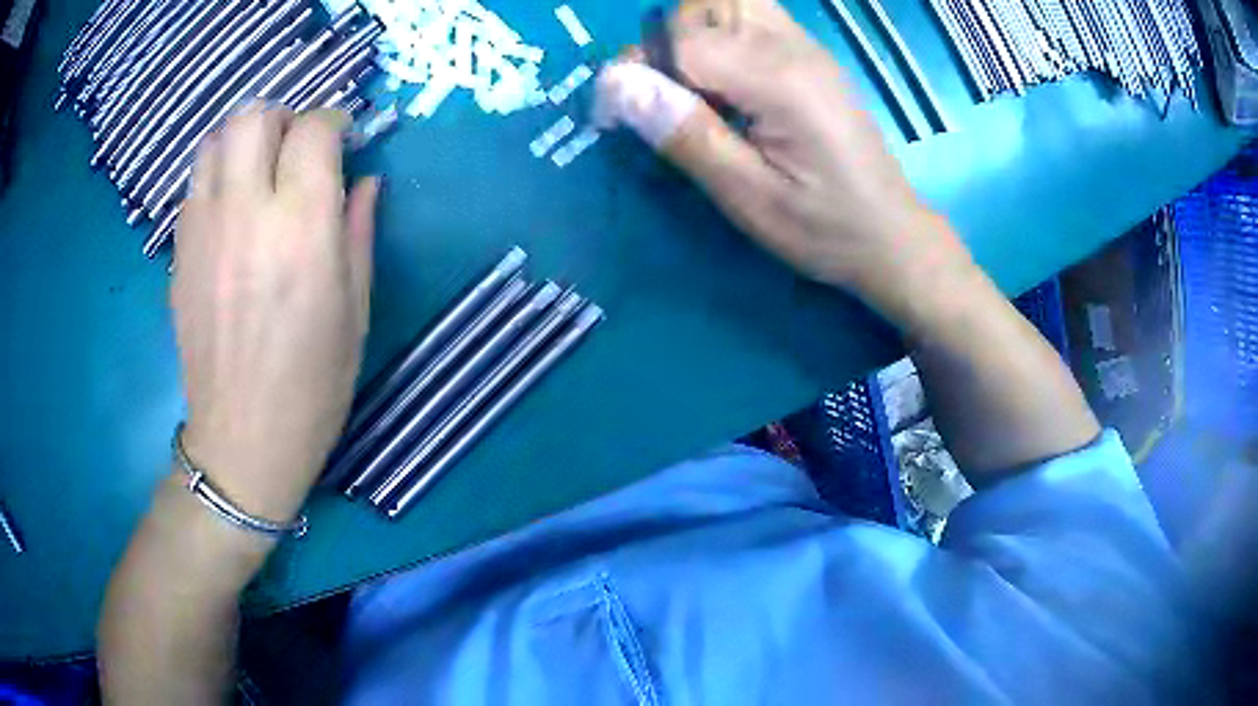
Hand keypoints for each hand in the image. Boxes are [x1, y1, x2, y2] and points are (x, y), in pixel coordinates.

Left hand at [171, 104, 377, 524]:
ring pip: (216, 139)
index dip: (333, 121)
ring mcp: (202, 230)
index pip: (313, 130)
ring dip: (244, 139)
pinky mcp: (178, 253)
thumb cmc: (312, 384)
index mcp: (301, 228)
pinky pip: (195, 184)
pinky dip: (218, 177)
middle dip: (283, 117)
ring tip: (259, 169)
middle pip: (254, 116)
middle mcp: (245, 213)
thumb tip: (365, 179)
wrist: (242, 438)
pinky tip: (231, 212)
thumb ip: (358, 230)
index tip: (344, 139)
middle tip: (296, 146)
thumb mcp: (356, 310)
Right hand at [596, 0, 975, 328]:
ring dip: (694, 33)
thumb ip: (686, 134)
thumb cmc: (824, 228)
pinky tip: (727, 84)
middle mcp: (793, 46)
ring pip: (727, 2)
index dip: (640, 69)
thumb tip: (616, 83)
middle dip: (668, 40)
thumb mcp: (748, 198)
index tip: (622, 117)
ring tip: (696, 89)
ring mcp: (806, 46)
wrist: (891, 235)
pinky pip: (751, 18)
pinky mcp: (809, 55)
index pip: (683, 37)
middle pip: (703, 3)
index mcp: (779, 80)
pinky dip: (720, 36)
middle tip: (668, 98)